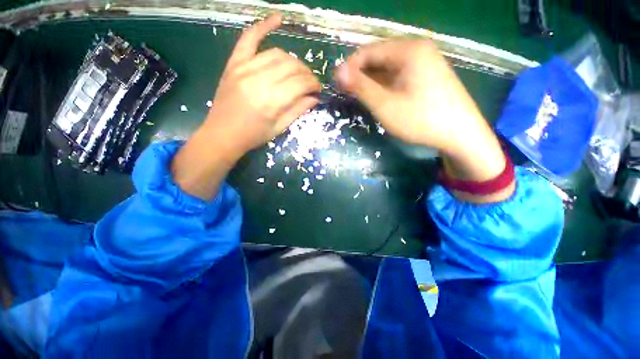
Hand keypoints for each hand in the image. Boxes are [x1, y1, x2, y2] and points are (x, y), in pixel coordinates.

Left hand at [203, 13, 320, 160]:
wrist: (223, 134)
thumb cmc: (253, 135)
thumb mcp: (279, 128)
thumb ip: (298, 110)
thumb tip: (315, 98)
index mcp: (271, 101)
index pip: (300, 83)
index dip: (313, 84)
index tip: (318, 88)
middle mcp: (259, 80)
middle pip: (291, 66)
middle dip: (306, 73)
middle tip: (310, 82)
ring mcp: (244, 68)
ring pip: (277, 54)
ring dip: (293, 60)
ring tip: (298, 70)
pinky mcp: (234, 63)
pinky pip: (249, 38)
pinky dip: (263, 25)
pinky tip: (278, 19)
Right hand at [336, 40, 512, 201]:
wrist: (460, 134)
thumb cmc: (420, 119)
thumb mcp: (385, 105)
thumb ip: (361, 87)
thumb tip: (338, 72)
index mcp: (408, 50)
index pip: (368, 51)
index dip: (349, 67)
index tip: (337, 85)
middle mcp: (417, 49)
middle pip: (379, 58)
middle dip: (361, 75)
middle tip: (348, 94)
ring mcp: (424, 62)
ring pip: (388, 68)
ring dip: (372, 82)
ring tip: (361, 98)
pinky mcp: (427, 75)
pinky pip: (398, 75)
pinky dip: (385, 85)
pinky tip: (379, 98)